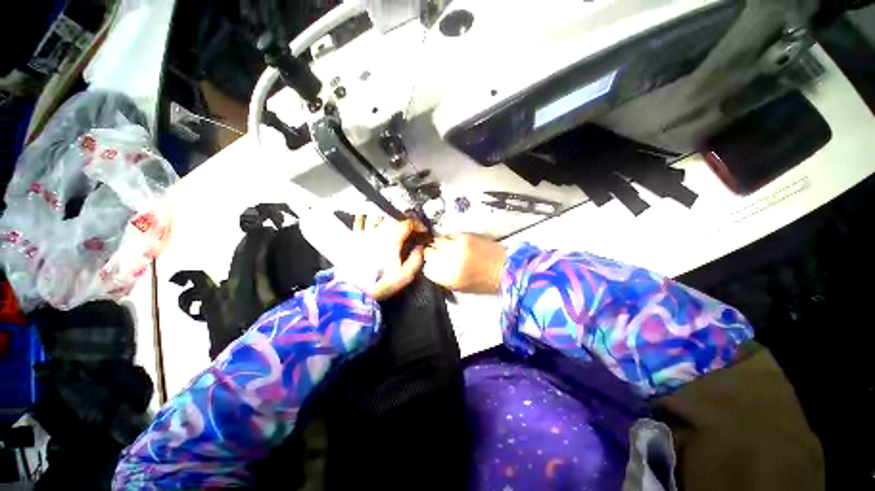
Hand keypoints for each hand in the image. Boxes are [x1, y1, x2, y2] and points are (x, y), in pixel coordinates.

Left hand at [353, 216, 424, 299]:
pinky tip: (373, 219)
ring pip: (377, 214)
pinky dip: (368, 216)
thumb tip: (420, 248)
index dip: (418, 224)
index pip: (407, 223)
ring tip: (394, 221)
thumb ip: (416, 260)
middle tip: (411, 225)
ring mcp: (365, 232)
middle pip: (393, 216)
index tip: (422, 230)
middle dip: (405, 218)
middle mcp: (378, 231)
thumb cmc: (380, 283)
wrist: (353, 289)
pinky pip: (360, 219)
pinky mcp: (354, 236)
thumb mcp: (404, 276)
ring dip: (388, 215)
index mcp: (392, 239)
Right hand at [423, 234, 505, 293]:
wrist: (506, 267)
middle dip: (431, 254)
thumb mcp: (460, 288)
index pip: (427, 268)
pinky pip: (449, 236)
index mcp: (450, 277)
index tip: (432, 265)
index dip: (428, 266)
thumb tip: (432, 267)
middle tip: (437, 255)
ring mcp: (458, 246)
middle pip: (429, 252)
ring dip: (439, 245)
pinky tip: (455, 244)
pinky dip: (449, 240)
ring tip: (447, 248)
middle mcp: (451, 259)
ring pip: (437, 241)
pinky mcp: (466, 236)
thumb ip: (443, 278)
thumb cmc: (484, 282)